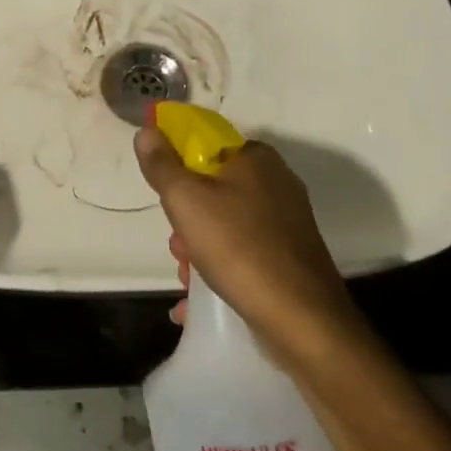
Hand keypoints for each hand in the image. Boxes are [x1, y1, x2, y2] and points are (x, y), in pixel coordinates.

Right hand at [135, 128, 352, 350]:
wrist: (302, 320)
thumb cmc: (238, 247)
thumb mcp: (185, 199)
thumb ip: (161, 164)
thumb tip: (147, 129)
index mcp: (256, 158)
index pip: (206, 146)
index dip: (179, 168)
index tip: (166, 198)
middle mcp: (277, 182)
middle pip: (214, 188)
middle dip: (187, 219)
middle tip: (178, 246)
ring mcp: (287, 222)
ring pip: (227, 224)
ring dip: (199, 248)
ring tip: (187, 278)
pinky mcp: (291, 258)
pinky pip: (245, 253)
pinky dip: (221, 269)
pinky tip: (198, 298)